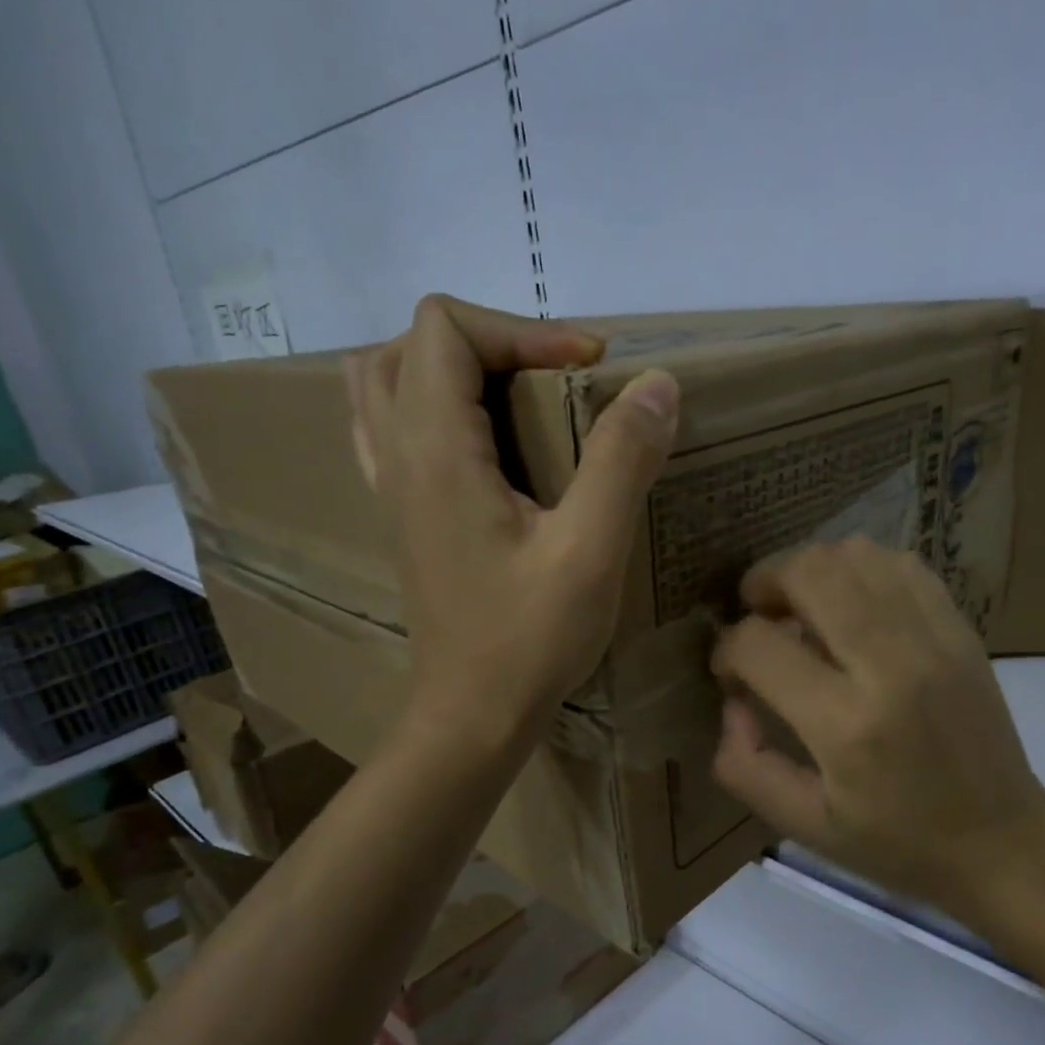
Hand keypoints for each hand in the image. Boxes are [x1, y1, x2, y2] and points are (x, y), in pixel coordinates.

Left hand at [348, 294, 679, 743]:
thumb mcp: (590, 552)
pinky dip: (433, 409)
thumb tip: (656, 383)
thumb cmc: (529, 640)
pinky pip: (392, 428)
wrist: (471, 716)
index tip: (589, 371)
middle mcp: (397, 455)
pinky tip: (483, 445)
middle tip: (553, 381)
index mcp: (435, 450)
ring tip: (515, 400)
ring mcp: (391, 487)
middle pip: (410, 343)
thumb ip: (622, 460)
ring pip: (388, 381)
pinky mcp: (403, 516)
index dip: (524, 329)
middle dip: (490, 342)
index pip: (448, 328)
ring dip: (452, 369)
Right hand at [711, 539, 1044, 923]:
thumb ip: (746, 766)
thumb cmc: (897, 842)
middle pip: (809, 573)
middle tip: (759, 615)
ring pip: (855, 555)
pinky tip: (852, 605)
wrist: (1002, 840)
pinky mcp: (961, 629)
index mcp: (846, 726)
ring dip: (812, 570)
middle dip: (764, 583)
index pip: (759, 645)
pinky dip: (861, 570)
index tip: (730, 672)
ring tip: (803, 607)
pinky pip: (900, 564)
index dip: (727, 649)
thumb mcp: (805, 826)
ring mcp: (934, 638)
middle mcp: (891, 666)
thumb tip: (732, 701)